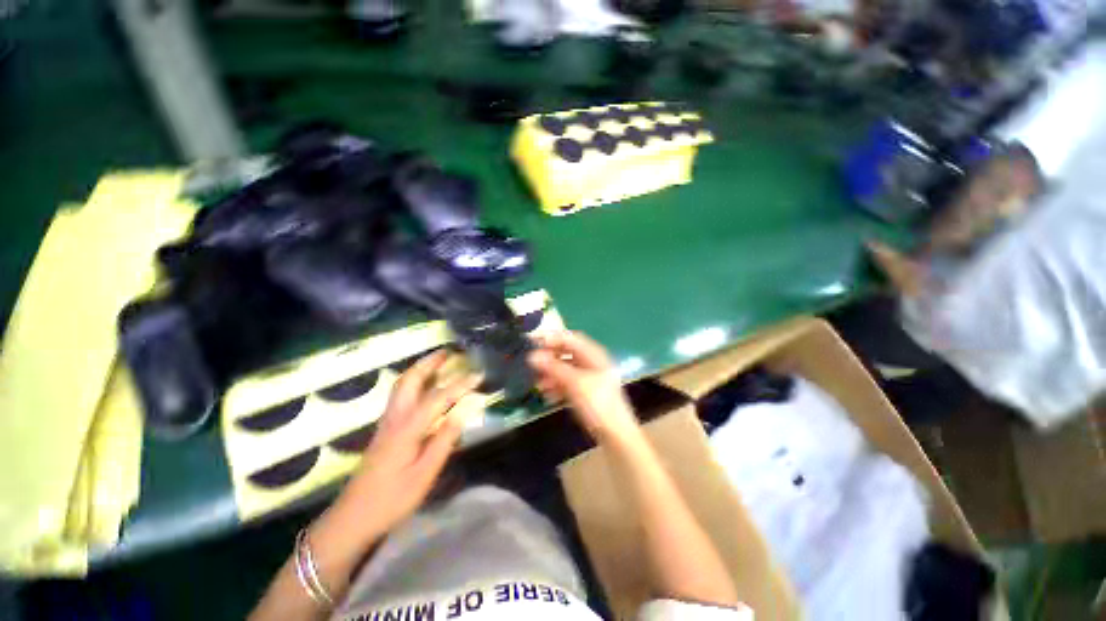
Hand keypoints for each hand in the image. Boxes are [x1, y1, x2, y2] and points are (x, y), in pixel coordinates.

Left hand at [335, 350, 480, 538]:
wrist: (352, 519)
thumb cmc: (392, 499)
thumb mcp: (424, 474)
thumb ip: (445, 439)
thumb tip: (465, 409)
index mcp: (407, 427)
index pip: (439, 397)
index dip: (460, 384)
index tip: (479, 374)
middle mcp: (395, 417)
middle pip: (410, 380)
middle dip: (430, 362)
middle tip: (450, 352)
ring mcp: (387, 422)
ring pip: (402, 385)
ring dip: (421, 368)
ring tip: (439, 361)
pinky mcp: (384, 429)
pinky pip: (400, 394)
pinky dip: (414, 381)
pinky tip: (424, 386)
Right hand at [528, 331, 642, 444]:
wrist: (615, 435)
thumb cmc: (598, 404)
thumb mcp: (575, 383)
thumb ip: (553, 368)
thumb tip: (532, 356)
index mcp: (594, 355)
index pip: (571, 338)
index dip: (552, 338)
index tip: (533, 343)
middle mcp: (592, 363)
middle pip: (567, 353)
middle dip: (550, 359)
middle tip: (532, 365)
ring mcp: (590, 378)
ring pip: (566, 369)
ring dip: (551, 374)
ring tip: (537, 384)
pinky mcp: (586, 392)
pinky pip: (568, 383)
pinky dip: (557, 386)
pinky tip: (547, 395)